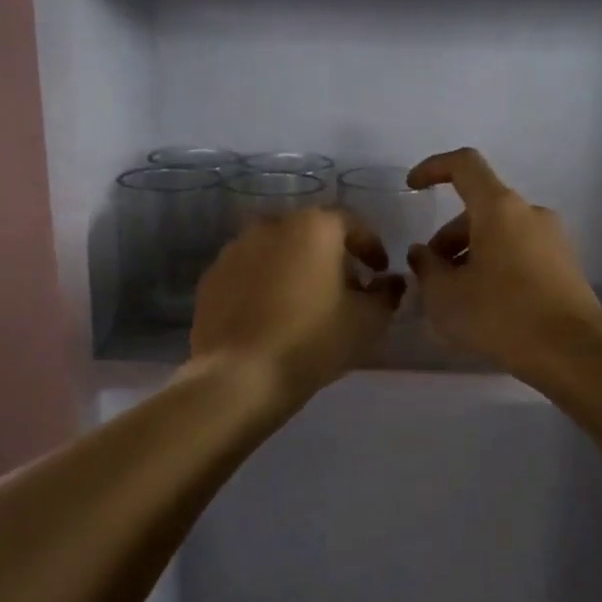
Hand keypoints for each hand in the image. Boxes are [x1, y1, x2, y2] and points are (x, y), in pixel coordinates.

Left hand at [190, 208, 403, 403]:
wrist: (239, 376)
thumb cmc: (313, 341)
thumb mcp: (367, 321)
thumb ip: (386, 294)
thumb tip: (390, 282)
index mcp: (313, 227)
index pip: (352, 225)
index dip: (371, 248)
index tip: (380, 272)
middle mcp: (271, 225)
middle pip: (311, 235)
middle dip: (331, 256)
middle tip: (345, 287)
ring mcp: (235, 249)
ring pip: (277, 251)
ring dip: (295, 268)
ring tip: (306, 302)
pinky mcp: (211, 277)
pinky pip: (249, 273)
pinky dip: (265, 285)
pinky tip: (272, 315)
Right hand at [405, 148, 601, 377]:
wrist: (573, 352)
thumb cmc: (501, 315)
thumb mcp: (446, 296)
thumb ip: (426, 268)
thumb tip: (423, 253)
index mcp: (499, 208)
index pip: (464, 165)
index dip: (433, 168)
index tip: (412, 188)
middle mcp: (530, 213)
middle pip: (480, 209)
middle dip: (449, 237)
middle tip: (432, 277)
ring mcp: (553, 239)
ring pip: (500, 234)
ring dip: (471, 255)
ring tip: (456, 298)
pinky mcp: (565, 266)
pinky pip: (520, 254)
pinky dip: (496, 267)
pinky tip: (486, 306)